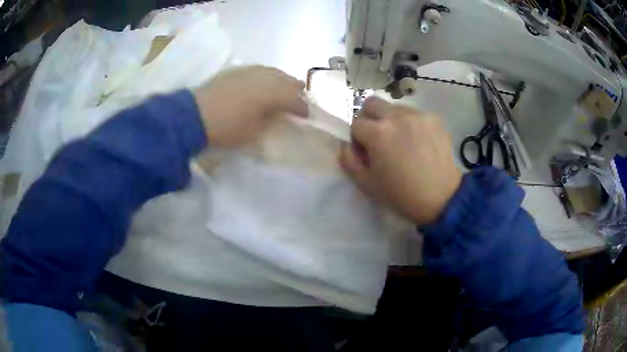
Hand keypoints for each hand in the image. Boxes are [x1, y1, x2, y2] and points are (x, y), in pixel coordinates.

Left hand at [193, 66, 307, 147]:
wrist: (194, 115)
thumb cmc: (227, 128)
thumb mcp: (253, 133)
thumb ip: (270, 122)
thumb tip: (278, 116)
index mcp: (272, 94)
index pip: (295, 100)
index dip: (302, 108)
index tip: (306, 116)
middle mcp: (265, 78)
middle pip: (287, 80)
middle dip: (295, 89)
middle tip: (300, 98)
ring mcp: (249, 71)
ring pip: (273, 72)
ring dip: (282, 80)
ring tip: (284, 87)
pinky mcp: (236, 71)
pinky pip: (259, 70)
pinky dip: (266, 76)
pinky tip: (263, 81)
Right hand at [340, 97, 461, 224]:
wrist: (442, 198)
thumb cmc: (401, 194)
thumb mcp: (366, 184)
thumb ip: (348, 160)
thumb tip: (347, 144)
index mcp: (377, 133)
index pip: (355, 124)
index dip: (357, 139)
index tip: (366, 152)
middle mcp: (396, 116)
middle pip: (371, 103)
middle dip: (369, 118)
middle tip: (378, 138)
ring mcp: (417, 115)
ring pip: (394, 107)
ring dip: (391, 120)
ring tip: (402, 141)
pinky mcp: (434, 118)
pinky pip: (414, 114)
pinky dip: (411, 124)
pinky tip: (419, 143)